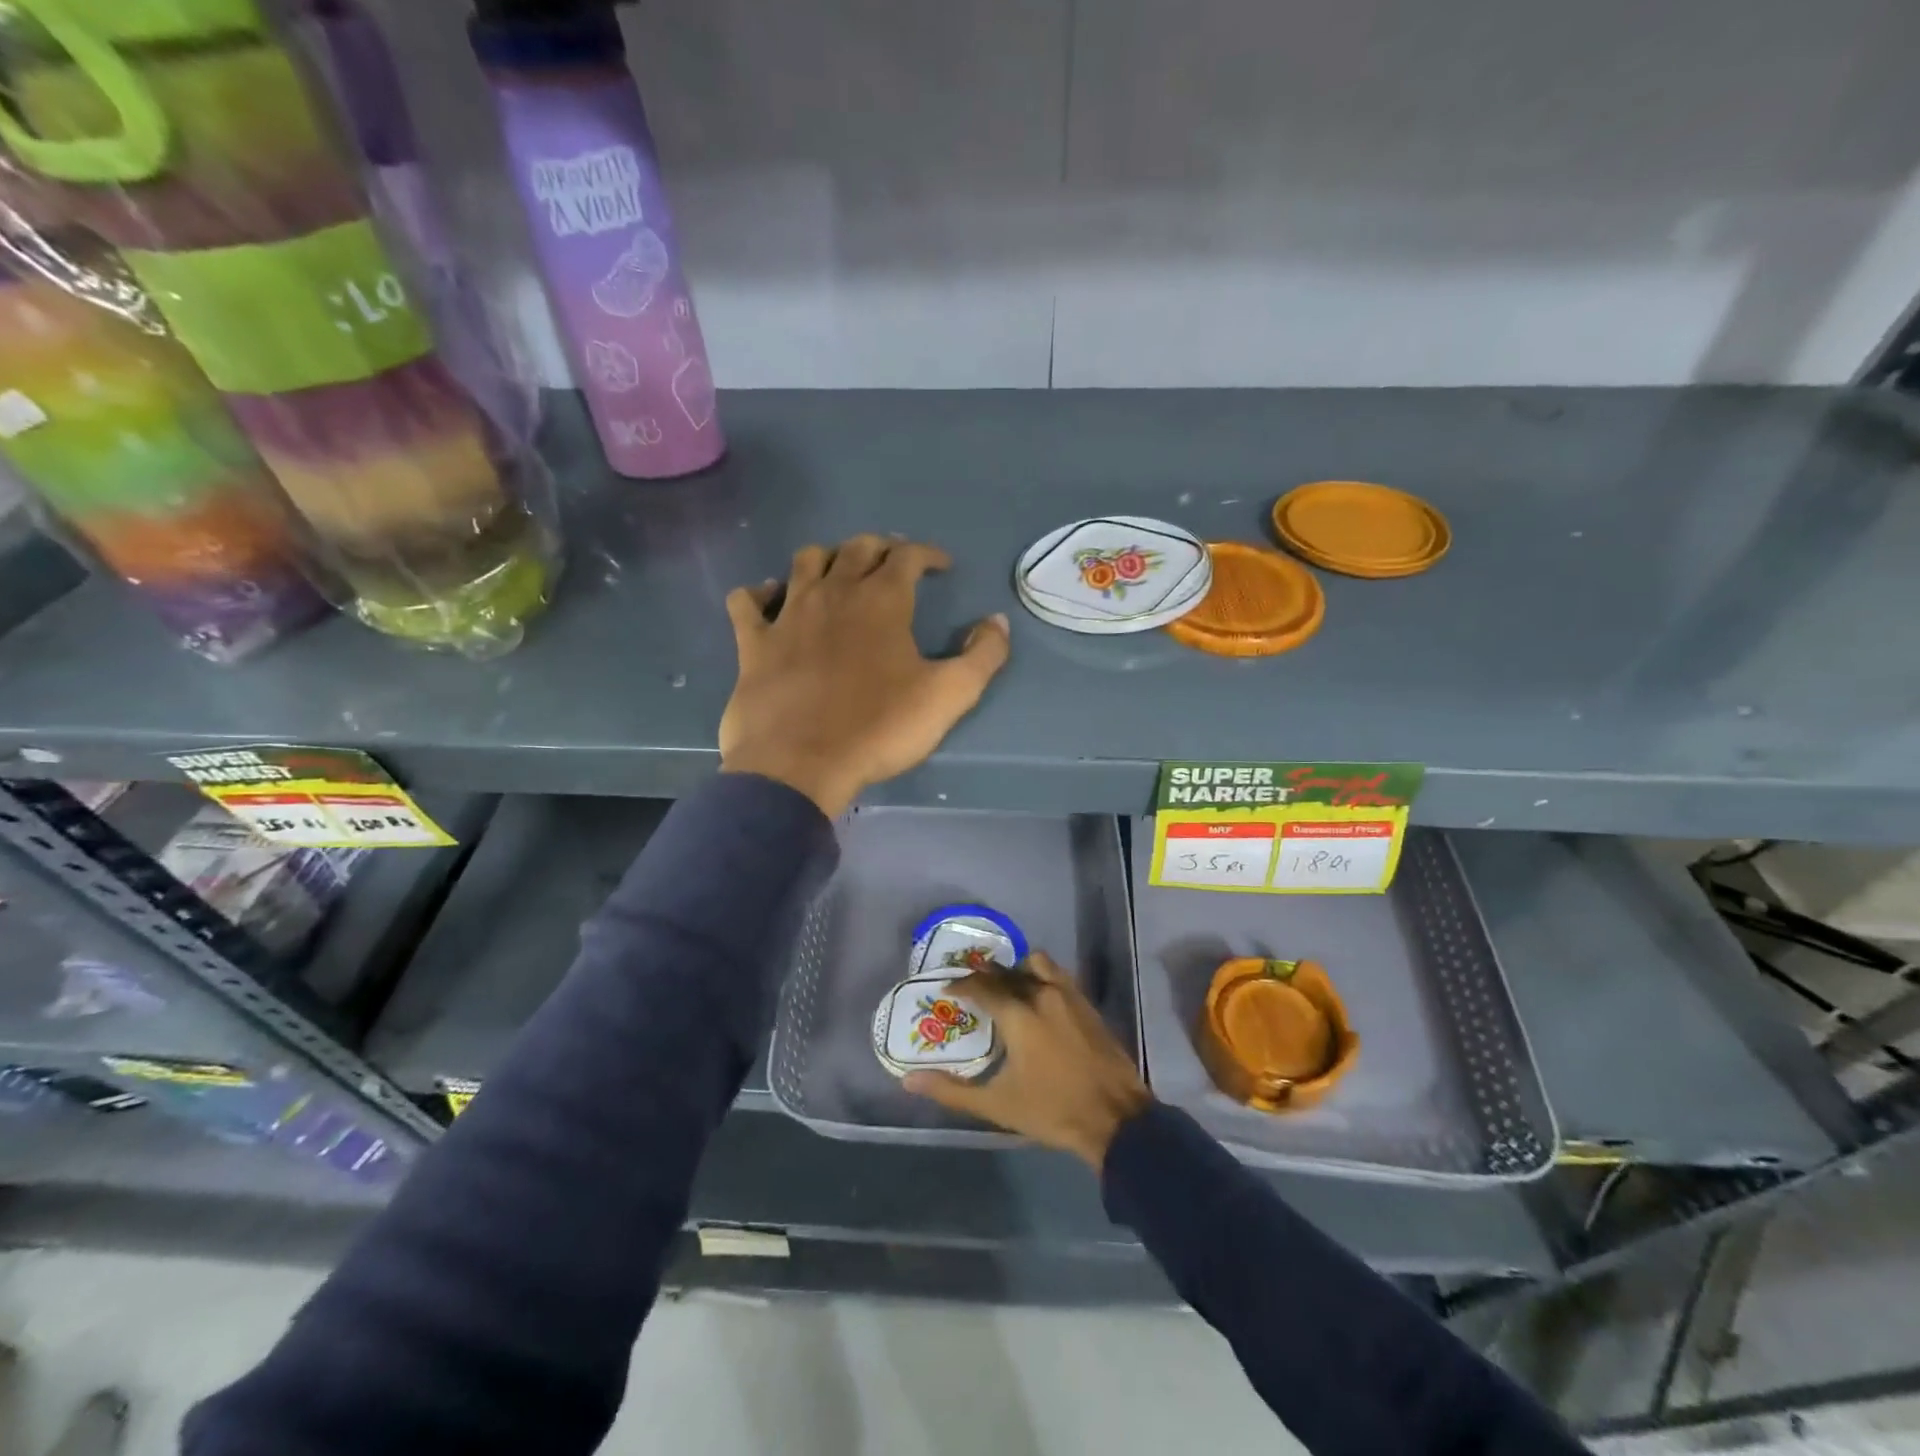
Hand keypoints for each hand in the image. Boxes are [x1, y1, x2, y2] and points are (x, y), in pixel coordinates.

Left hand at [720, 536, 1010, 816]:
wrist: (800, 764)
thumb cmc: (879, 728)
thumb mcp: (950, 696)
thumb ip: (983, 656)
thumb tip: (996, 621)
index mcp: (882, 601)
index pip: (907, 555)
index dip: (928, 554)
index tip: (941, 566)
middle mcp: (833, 593)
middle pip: (856, 548)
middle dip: (881, 547)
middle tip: (894, 563)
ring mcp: (788, 614)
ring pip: (805, 561)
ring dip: (827, 558)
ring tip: (840, 573)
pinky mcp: (753, 642)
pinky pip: (747, 602)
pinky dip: (761, 593)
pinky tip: (771, 600)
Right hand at [903, 952, 1152, 1169]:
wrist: (1116, 1118)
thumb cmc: (1052, 1111)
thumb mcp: (997, 1105)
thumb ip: (951, 1090)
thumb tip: (909, 1080)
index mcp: (1018, 1014)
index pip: (982, 986)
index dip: (962, 985)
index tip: (948, 989)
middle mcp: (1041, 994)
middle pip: (1007, 971)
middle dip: (986, 975)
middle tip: (973, 987)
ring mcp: (1068, 995)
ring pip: (1037, 964)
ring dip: (1018, 969)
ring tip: (1008, 986)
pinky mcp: (1087, 1003)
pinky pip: (1058, 974)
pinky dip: (1042, 975)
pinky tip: (1039, 996)